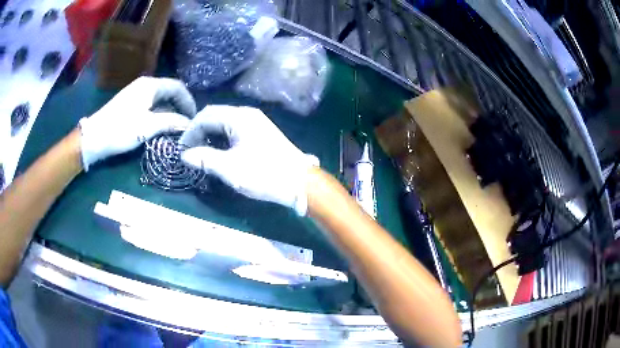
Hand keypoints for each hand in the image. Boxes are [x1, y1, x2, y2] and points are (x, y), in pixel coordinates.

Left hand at [78, 77, 196, 170]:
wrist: (94, 137)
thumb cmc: (121, 129)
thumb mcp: (148, 127)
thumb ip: (171, 122)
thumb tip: (189, 123)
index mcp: (151, 85)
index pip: (178, 87)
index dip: (189, 102)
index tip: (195, 119)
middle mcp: (145, 85)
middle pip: (169, 92)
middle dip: (180, 107)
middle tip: (187, 124)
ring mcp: (137, 93)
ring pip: (160, 99)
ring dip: (170, 111)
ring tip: (176, 127)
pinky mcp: (130, 103)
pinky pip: (151, 105)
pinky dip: (159, 114)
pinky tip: (160, 126)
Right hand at [180, 105, 318, 215]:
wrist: (300, 182)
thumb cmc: (264, 174)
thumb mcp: (230, 168)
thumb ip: (205, 159)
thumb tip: (184, 155)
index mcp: (239, 117)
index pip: (206, 115)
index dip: (190, 131)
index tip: (182, 149)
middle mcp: (247, 114)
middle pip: (215, 116)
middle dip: (199, 132)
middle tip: (189, 151)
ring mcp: (256, 122)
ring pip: (225, 123)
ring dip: (210, 135)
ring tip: (200, 152)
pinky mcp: (261, 132)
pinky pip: (235, 129)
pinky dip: (222, 138)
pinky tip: (218, 151)